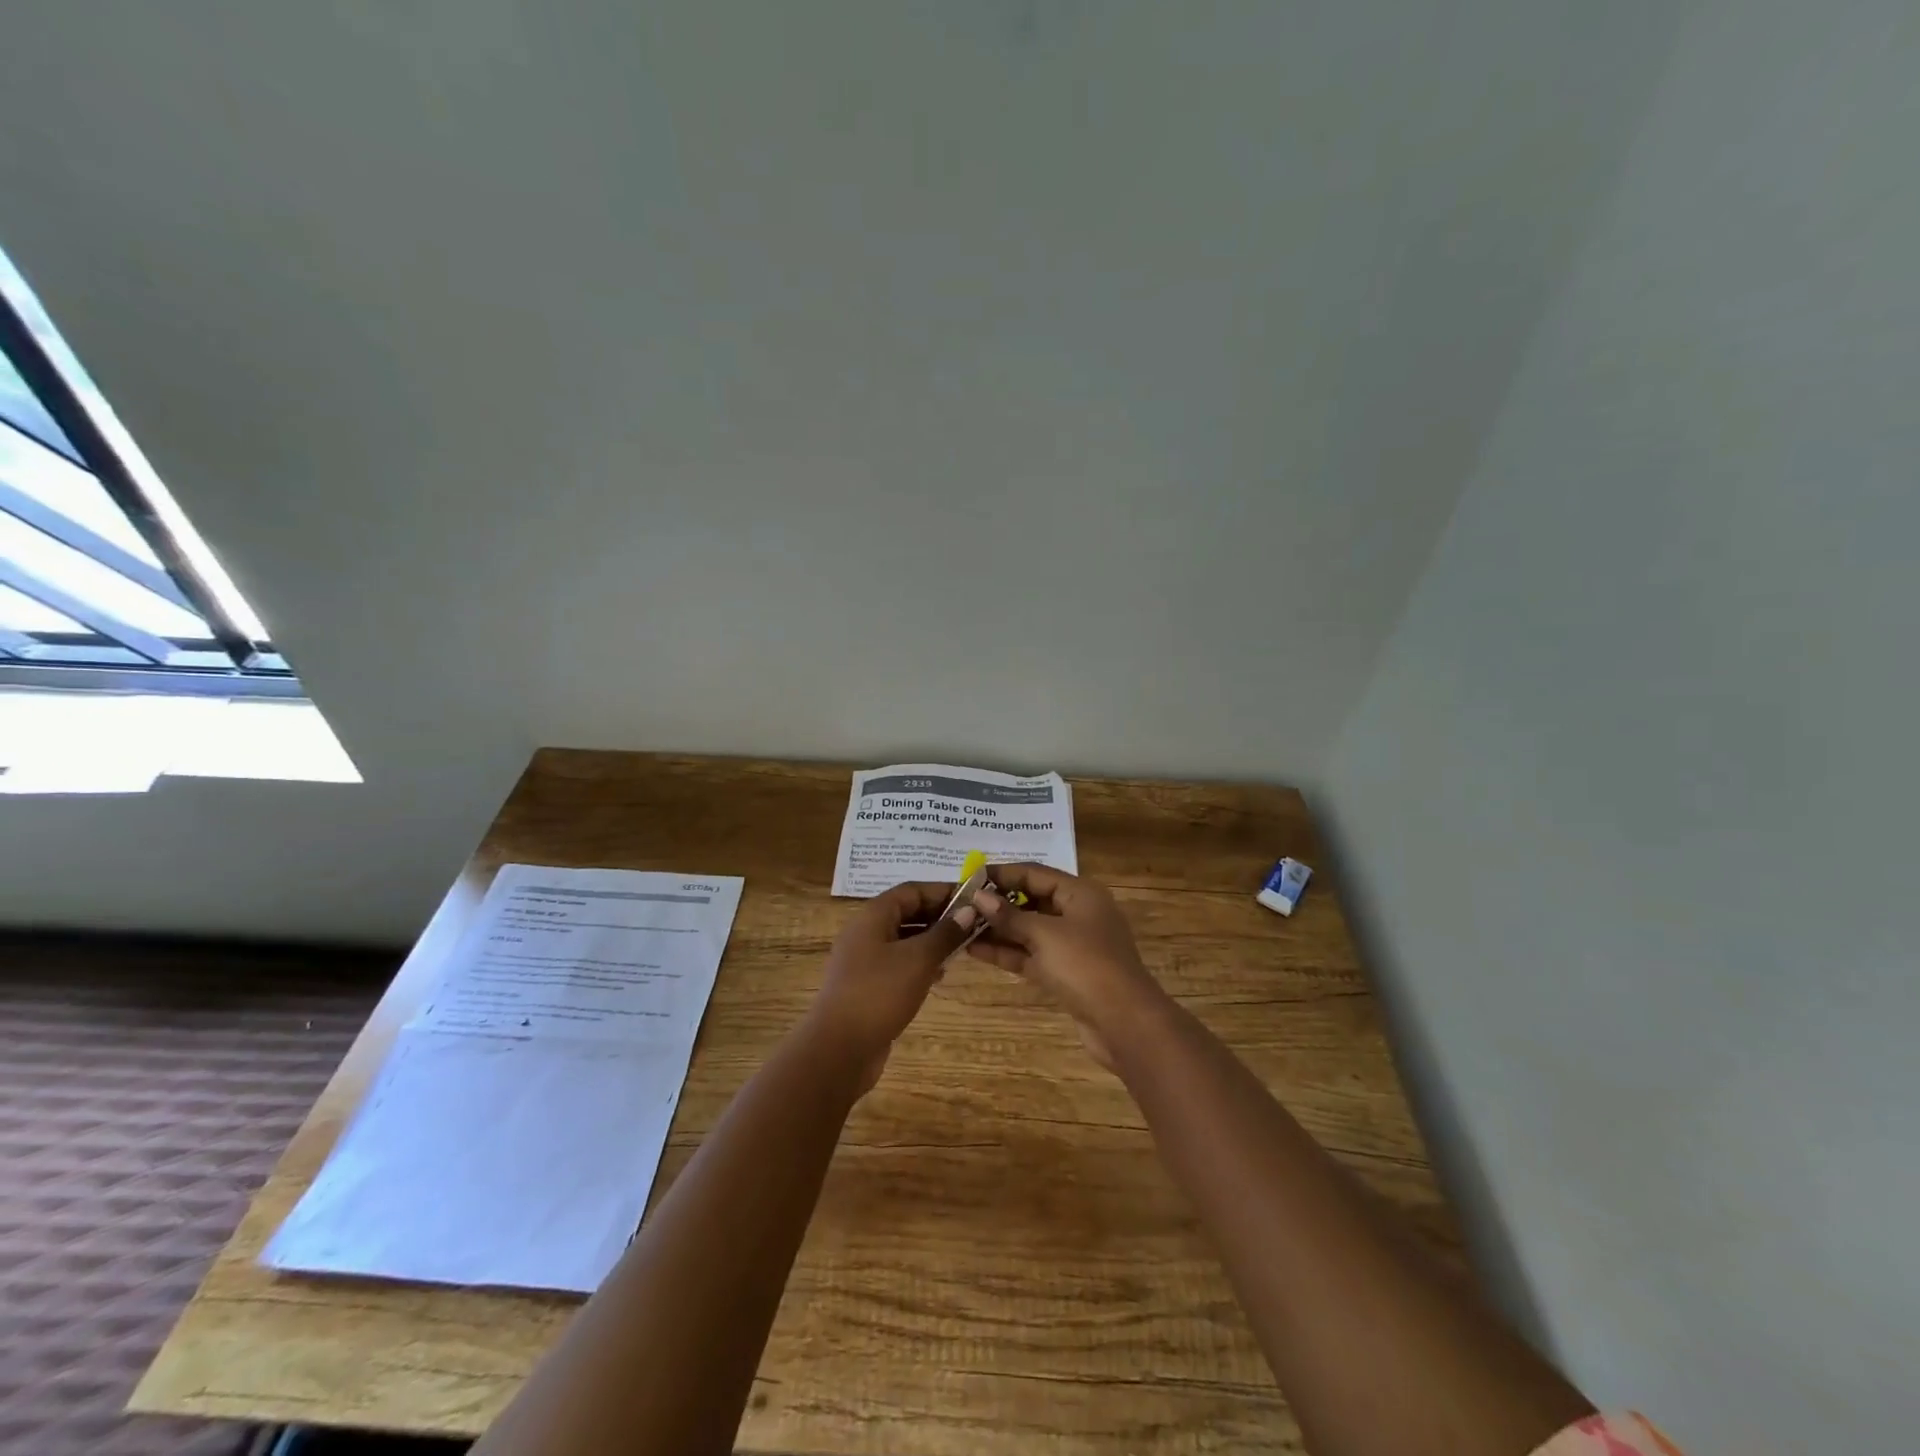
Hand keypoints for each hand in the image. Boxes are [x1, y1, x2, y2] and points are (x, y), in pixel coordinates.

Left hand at [808, 881, 973, 1093]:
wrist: (839, 1049)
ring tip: (961, 950)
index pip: (912, 890)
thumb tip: (969, 910)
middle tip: (972, 926)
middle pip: (907, 912)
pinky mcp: (867, 985)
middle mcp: (865, 932)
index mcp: (873, 916)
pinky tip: (939, 976)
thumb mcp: (919, 959)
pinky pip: (898, 963)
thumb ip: (945, 933)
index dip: (943, 891)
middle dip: (939, 917)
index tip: (974, 900)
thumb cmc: (879, 994)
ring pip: (904, 939)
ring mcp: (864, 960)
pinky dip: (919, 963)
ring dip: (931, 941)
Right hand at [966, 864, 1166, 1069]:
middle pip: (1032, 900)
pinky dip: (1007, 951)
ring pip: (1029, 930)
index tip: (968, 877)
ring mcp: (1072, 945)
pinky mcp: (1065, 973)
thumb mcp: (1045, 935)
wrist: (1124, 1022)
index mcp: (1080, 893)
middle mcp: (1077, 913)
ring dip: (998, 929)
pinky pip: (1031, 954)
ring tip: (960, 927)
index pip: (1035, 873)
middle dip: (997, 903)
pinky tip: (974, 950)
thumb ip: (1010, 916)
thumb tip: (978, 896)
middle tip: (960, 904)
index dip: (1002, 874)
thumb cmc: (1085, 965)